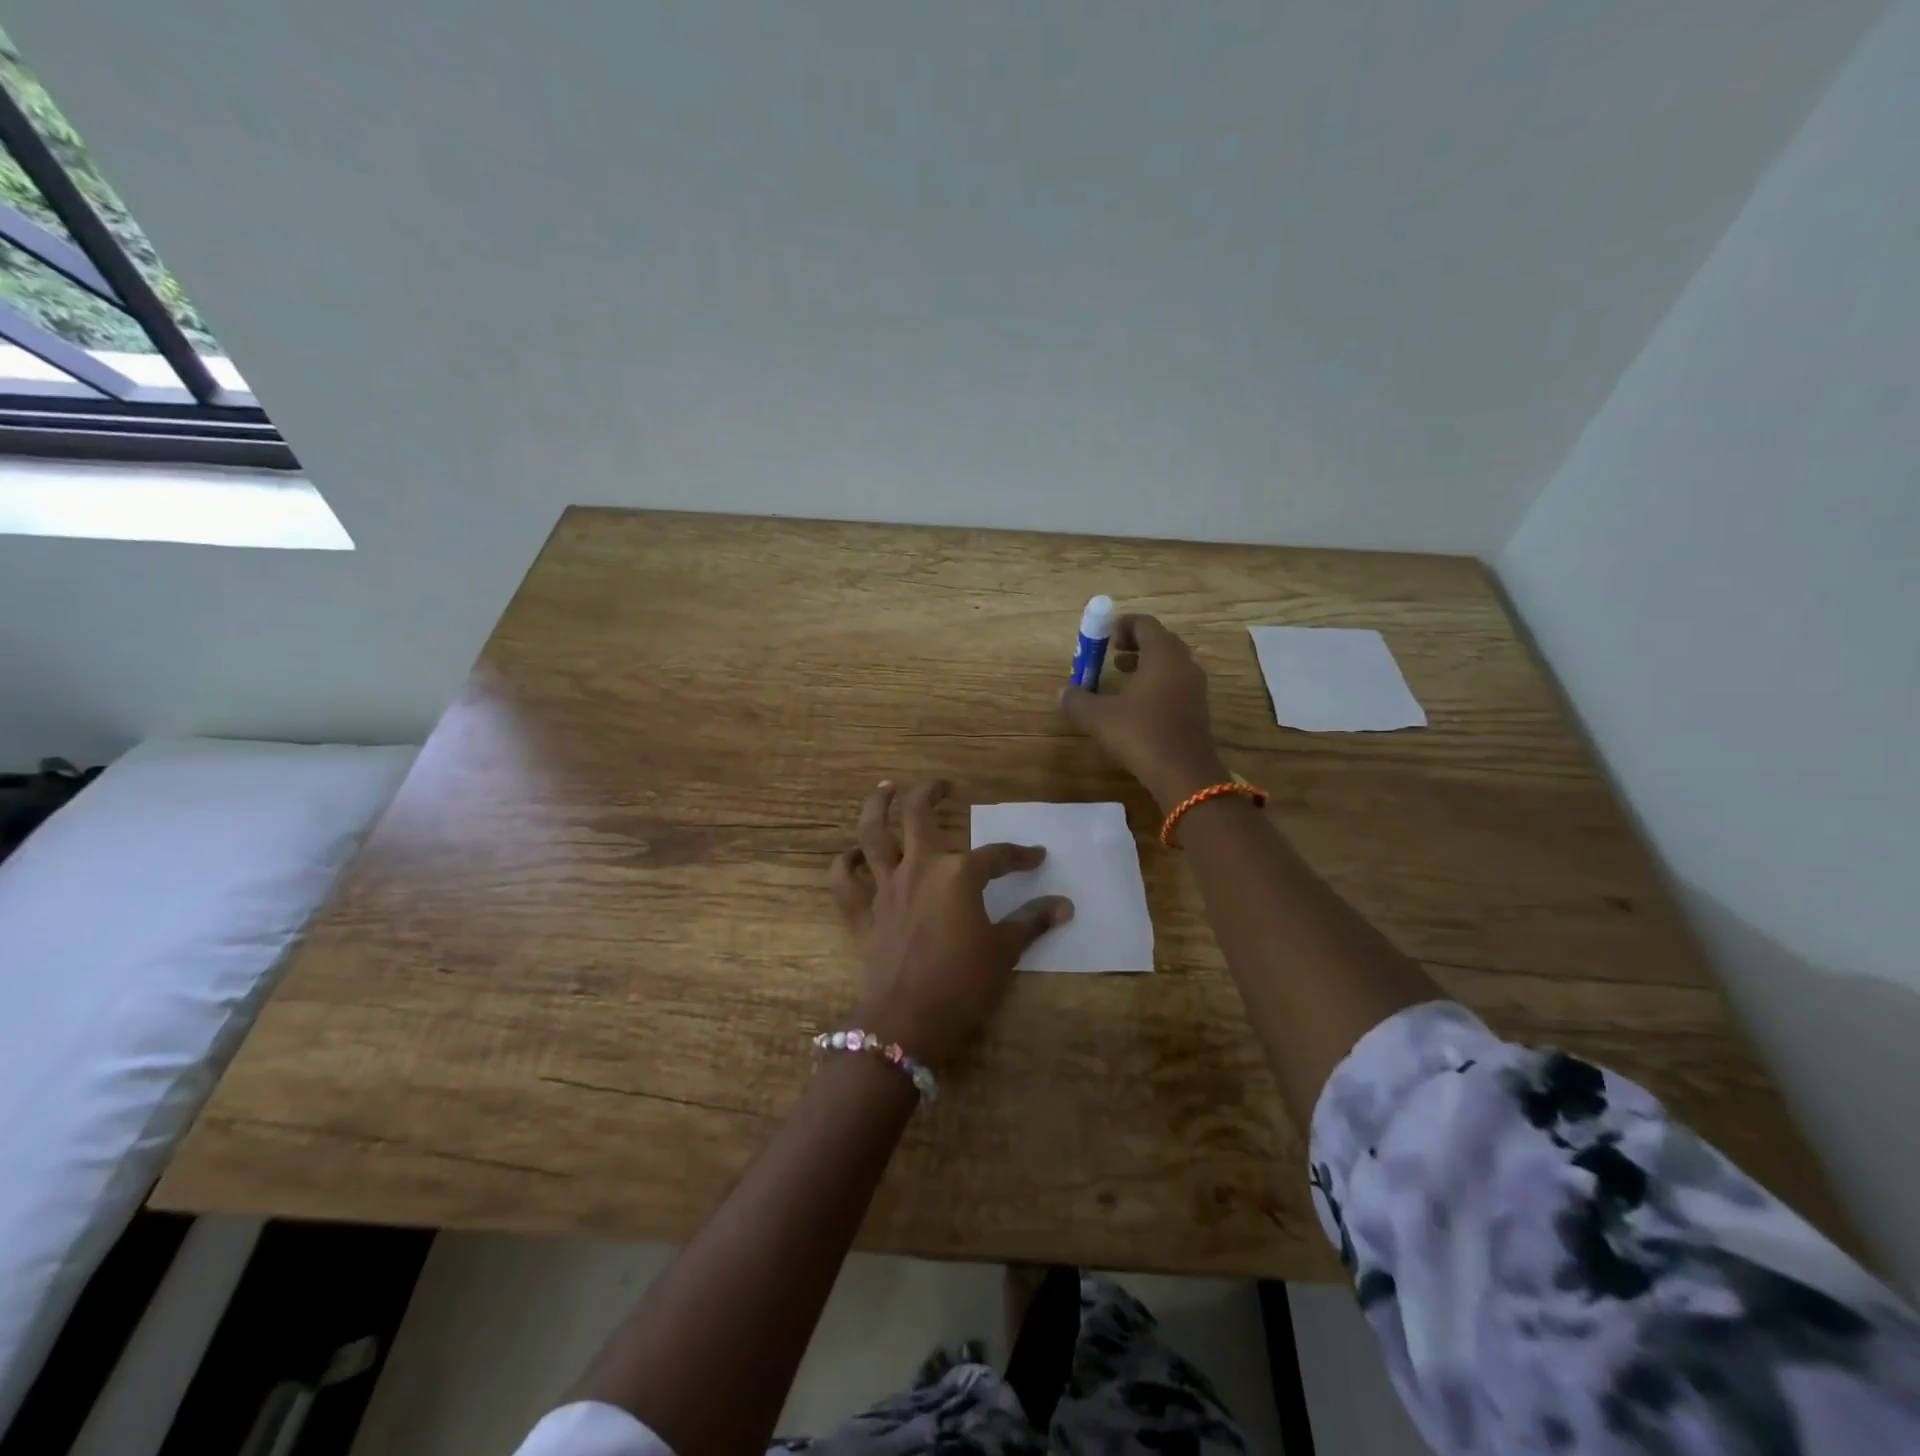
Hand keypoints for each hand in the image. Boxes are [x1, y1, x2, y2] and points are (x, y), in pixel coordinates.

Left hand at [830, 780, 1072, 1064]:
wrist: (906, 1023)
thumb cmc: (962, 985)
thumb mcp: (1004, 952)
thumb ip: (1031, 922)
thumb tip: (1064, 906)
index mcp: (958, 875)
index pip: (996, 855)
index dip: (1020, 855)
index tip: (1036, 856)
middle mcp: (919, 868)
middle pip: (919, 816)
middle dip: (930, 793)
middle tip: (943, 785)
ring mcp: (886, 888)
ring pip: (872, 834)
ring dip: (877, 806)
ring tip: (886, 788)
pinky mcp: (862, 913)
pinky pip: (844, 881)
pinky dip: (844, 864)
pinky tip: (853, 854)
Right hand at [1058, 615, 1227, 812]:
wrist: (1183, 773)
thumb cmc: (1141, 734)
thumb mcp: (1100, 717)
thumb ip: (1078, 701)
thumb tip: (1061, 692)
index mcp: (1162, 655)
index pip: (1145, 624)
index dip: (1123, 625)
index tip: (1105, 636)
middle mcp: (1183, 664)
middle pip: (1161, 640)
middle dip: (1135, 643)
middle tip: (1112, 653)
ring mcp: (1195, 687)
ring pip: (1170, 662)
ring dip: (1146, 663)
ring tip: (1121, 675)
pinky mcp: (1198, 708)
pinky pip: (1176, 682)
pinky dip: (1157, 681)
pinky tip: (1137, 703)